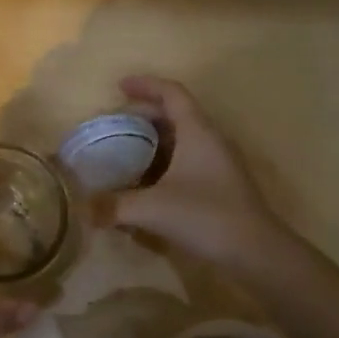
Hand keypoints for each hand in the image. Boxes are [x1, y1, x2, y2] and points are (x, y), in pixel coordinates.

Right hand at [106, 75, 293, 268]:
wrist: (256, 252)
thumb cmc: (206, 216)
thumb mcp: (152, 209)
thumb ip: (113, 206)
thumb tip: (82, 208)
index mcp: (197, 131)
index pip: (172, 93)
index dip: (146, 85)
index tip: (119, 86)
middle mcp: (210, 140)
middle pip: (176, 114)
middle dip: (144, 114)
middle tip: (116, 122)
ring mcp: (218, 163)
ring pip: (183, 138)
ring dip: (155, 139)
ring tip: (126, 149)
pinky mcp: (221, 185)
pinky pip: (188, 160)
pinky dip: (165, 161)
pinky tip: (147, 182)